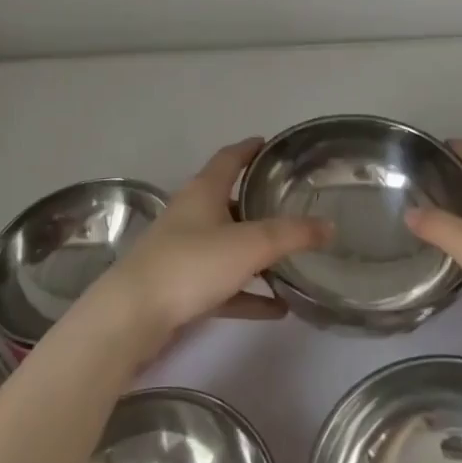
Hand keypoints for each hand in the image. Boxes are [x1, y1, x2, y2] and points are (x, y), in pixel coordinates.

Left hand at [83, 137, 330, 363]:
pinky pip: (224, 286)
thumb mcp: (249, 244)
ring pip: (227, 246)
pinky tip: (278, 308)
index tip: (270, 144)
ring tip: (292, 259)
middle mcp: (191, 216)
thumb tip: (329, 226)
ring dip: (256, 253)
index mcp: (203, 192)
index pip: (229, 158)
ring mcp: (183, 253)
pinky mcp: (180, 289)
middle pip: (228, 201)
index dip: (250, 149)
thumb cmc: (191, 265)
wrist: (132, 317)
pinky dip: (248, 293)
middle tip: (291, 204)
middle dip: (257, 202)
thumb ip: (292, 235)